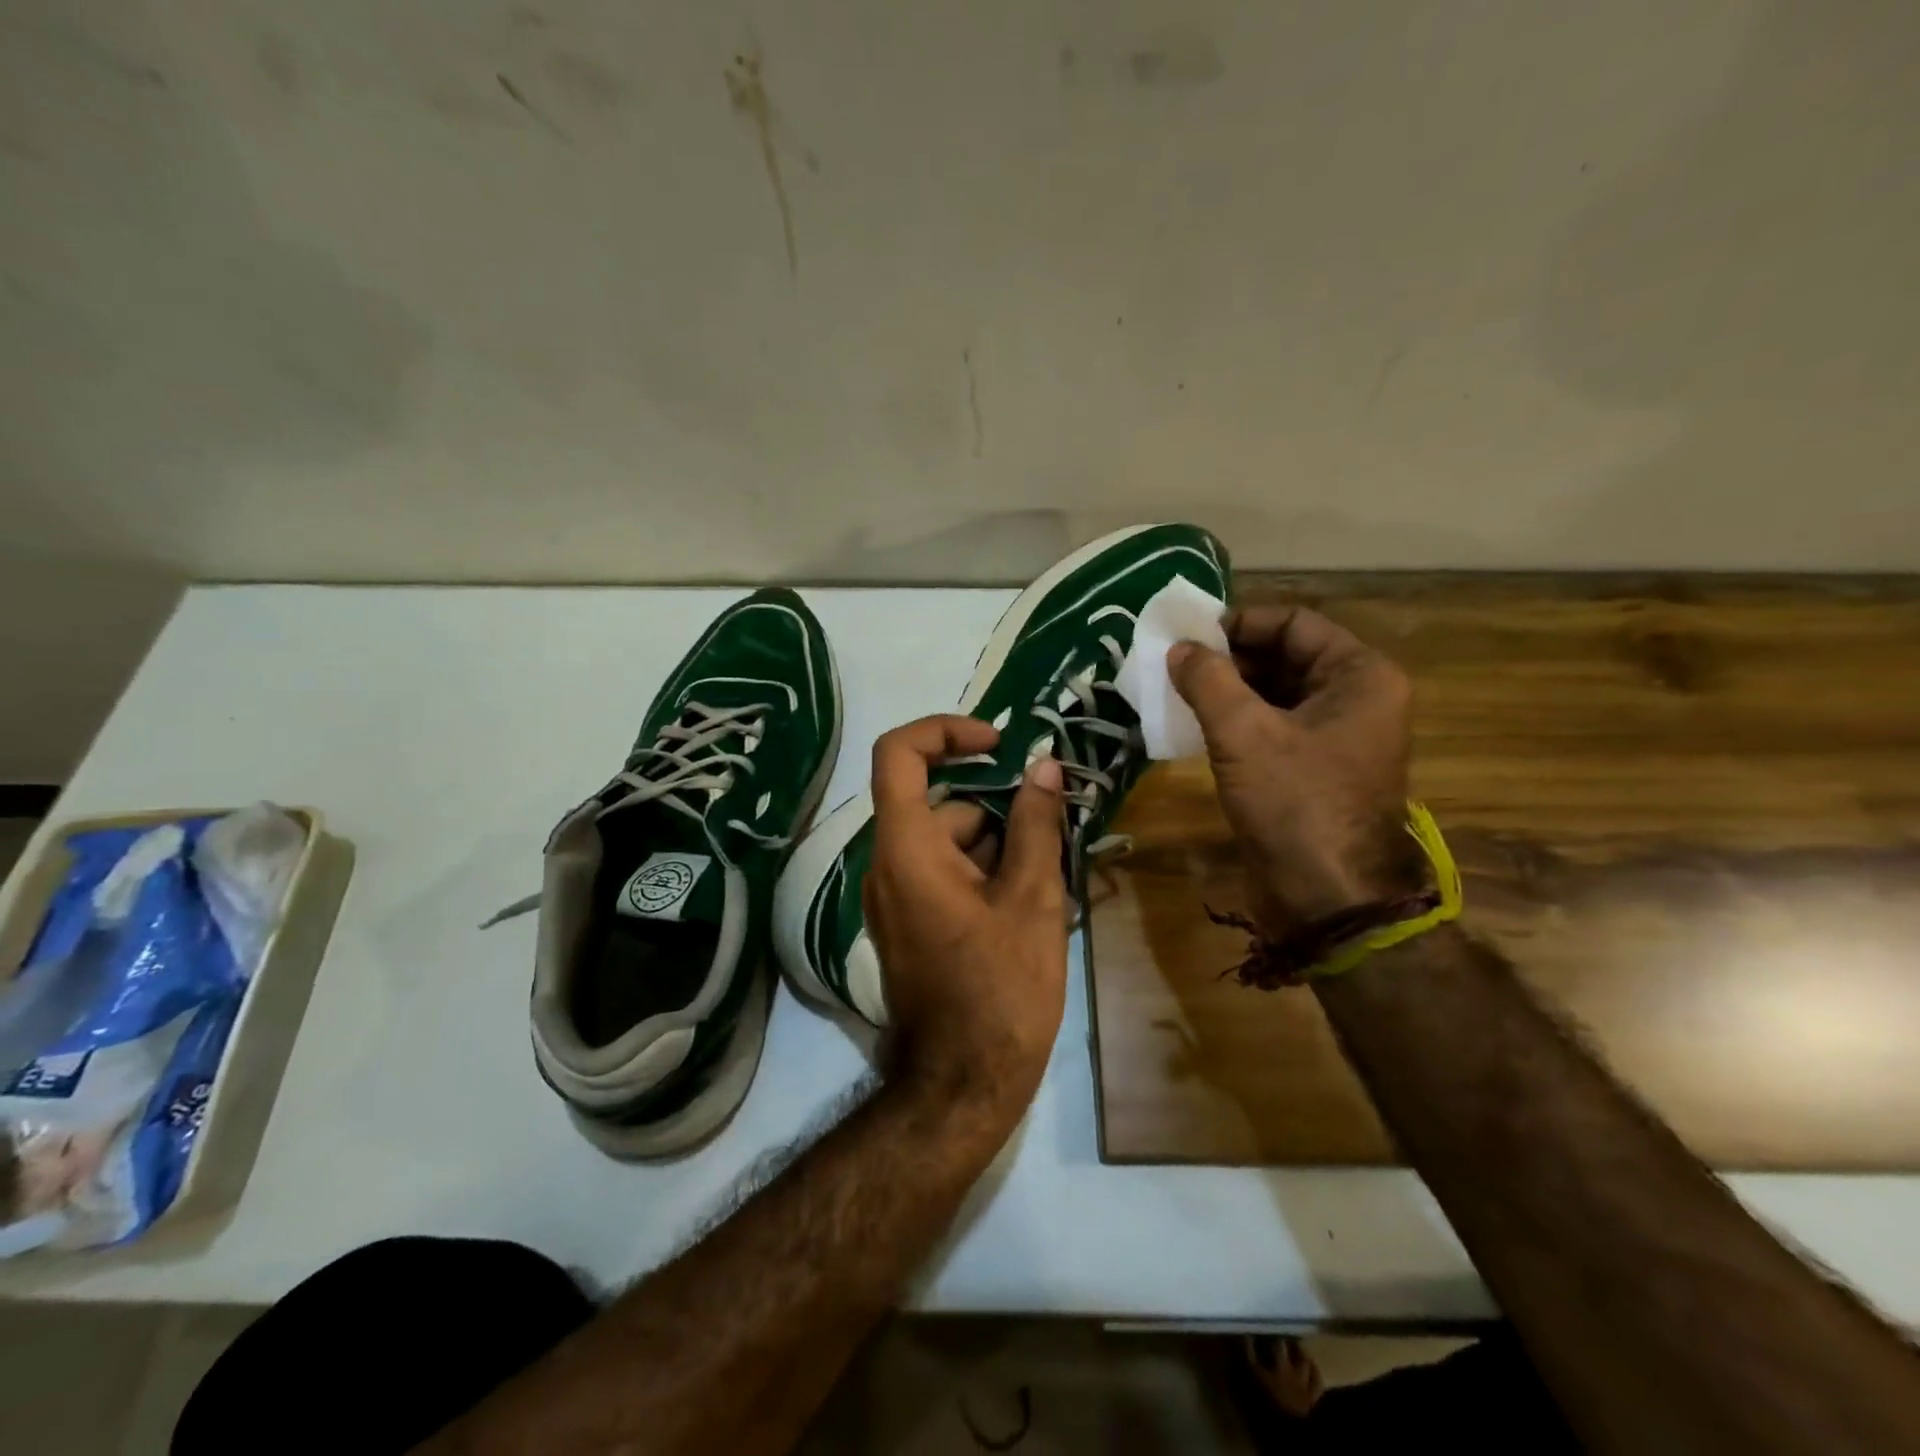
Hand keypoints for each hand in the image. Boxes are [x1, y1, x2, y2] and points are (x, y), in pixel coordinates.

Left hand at [861, 716, 1068, 1127]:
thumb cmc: (1001, 988)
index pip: (899, 754)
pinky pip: (942, 872)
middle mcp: (887, 865)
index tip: (997, 742)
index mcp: (907, 849)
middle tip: (1052, 823)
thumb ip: (1035, 825)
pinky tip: (1030, 899)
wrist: (963, 1083)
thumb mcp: (1032, 899)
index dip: (945, 731)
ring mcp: (893, 897)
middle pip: (937, 803)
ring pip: (946, 840)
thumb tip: (1043, 767)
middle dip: (996, 804)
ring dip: (997, 841)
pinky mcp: (907, 923)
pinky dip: (982, 869)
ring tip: (1050, 871)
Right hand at [1168, 606, 1421, 931]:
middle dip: (1231, 658)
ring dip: (1230, 690)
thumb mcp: (1243, 733)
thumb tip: (1179, 648)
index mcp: (1361, 676)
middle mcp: (1358, 699)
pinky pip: (1275, 727)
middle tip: (1176, 663)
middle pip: (1287, 656)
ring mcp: (1339, 737)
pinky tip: (1197, 725)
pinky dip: (1239, 721)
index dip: (1240, 623)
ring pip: (1278, 694)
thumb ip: (1209, 680)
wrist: (1325, 896)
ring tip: (1179, 691)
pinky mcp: (1316, 769)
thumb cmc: (1294, 802)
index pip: (1294, 624)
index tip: (1190, 634)